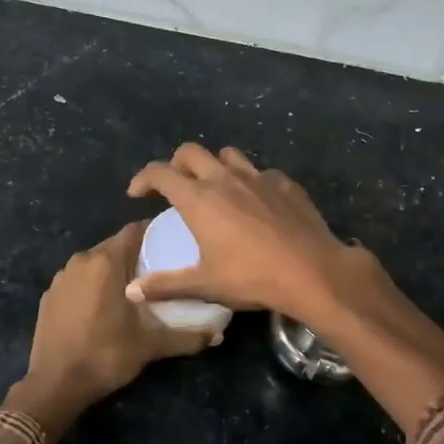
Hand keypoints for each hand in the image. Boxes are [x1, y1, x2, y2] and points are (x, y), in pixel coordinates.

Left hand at [6, 222, 216, 440]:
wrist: (55, 383)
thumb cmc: (106, 355)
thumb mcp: (151, 346)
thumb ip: (187, 337)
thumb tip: (218, 336)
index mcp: (106, 262)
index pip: (135, 231)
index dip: (155, 233)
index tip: (173, 244)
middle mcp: (81, 260)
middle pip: (114, 245)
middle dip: (136, 254)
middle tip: (159, 270)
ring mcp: (61, 277)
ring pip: (95, 263)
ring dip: (113, 270)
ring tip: (134, 288)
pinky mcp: (49, 295)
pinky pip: (78, 280)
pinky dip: (92, 285)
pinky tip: (103, 306)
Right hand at [125, 144, 369, 324]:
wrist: (312, 272)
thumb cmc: (251, 278)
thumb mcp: (204, 285)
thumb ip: (165, 285)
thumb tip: (130, 291)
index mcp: (198, 199)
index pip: (160, 173)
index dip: (143, 178)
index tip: (137, 194)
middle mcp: (224, 179)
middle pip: (191, 152)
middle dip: (175, 163)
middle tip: (173, 186)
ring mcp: (258, 177)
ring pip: (228, 155)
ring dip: (214, 165)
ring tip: (214, 187)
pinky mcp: (285, 184)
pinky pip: (261, 173)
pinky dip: (250, 182)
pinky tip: (256, 203)